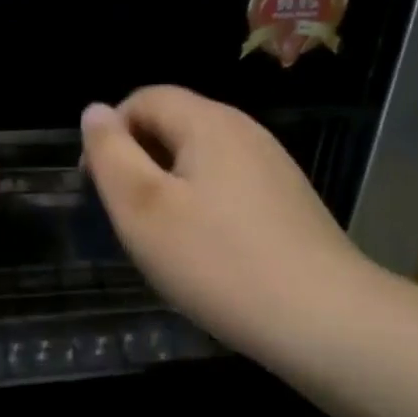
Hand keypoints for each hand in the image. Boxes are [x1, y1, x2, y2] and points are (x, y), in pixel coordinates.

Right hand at [80, 86, 369, 362]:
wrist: (321, 318)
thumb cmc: (217, 262)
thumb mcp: (143, 208)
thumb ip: (111, 154)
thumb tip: (95, 111)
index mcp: (209, 122)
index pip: (145, 98)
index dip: (110, 133)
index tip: (97, 185)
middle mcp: (246, 132)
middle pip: (175, 125)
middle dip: (139, 161)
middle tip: (127, 218)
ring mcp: (273, 167)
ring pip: (202, 159)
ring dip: (170, 186)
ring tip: (162, 238)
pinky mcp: (288, 201)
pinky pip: (229, 186)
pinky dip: (203, 205)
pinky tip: (206, 251)